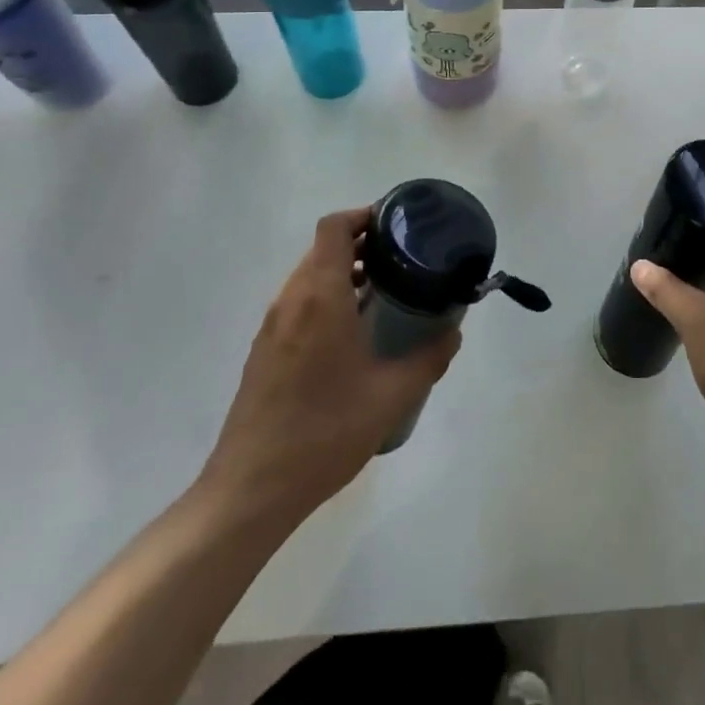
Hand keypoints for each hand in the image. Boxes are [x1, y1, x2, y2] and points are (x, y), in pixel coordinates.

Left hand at [197, 208, 459, 535]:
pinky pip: (298, 304)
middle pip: (322, 249)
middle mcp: (291, 300)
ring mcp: (272, 326)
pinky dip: (326, 299)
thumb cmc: (325, 431)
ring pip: (308, 277)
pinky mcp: (264, 351)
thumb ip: (428, 358)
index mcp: (320, 297)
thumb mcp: (391, 396)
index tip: (395, 224)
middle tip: (401, 259)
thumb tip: (453, 332)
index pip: (333, 228)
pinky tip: (352, 334)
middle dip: (361, 245)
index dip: (363, 215)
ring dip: (343, 273)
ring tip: (383, 293)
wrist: (252, 488)